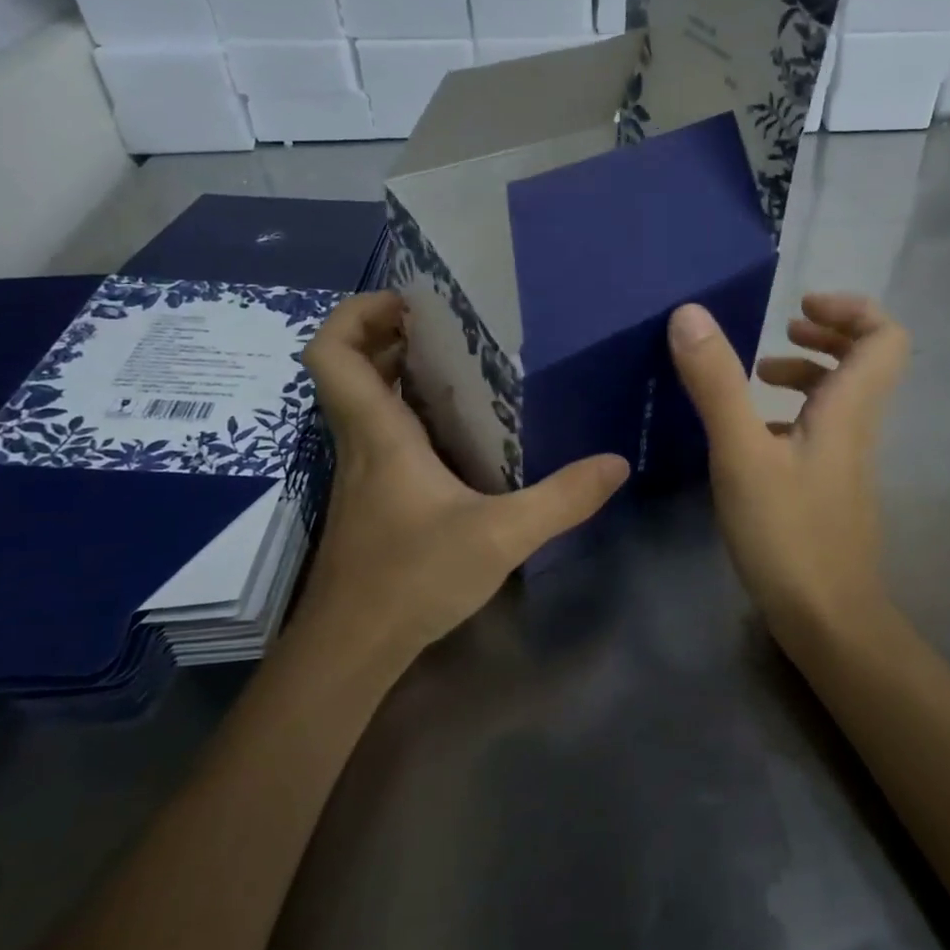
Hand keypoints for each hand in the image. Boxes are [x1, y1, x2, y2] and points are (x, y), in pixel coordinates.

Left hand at [296, 292, 628, 664]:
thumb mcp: (502, 536)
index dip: (355, 314)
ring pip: (363, 402)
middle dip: (385, 334)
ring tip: (460, 364)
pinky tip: (458, 433)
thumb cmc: (412, 578)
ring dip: (397, 373)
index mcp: (379, 433)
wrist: (352, 649)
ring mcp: (360, 473)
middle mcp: (361, 443)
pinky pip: (381, 434)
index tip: (406, 301)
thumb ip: (563, 498)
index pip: (332, 352)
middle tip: (445, 325)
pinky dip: (408, 415)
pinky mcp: (369, 500)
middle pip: (346, 368)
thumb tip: (617, 463)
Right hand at [669, 294, 908, 632]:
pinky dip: (790, 412)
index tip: (798, 307)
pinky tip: (751, 431)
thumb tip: (691, 314)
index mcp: (848, 409)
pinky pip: (819, 429)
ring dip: (805, 372)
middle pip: (867, 360)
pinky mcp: (827, 486)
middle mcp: (855, 427)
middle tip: (783, 328)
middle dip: (827, 333)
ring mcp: (844, 460)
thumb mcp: (741, 454)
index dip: (851, 309)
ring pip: (840, 397)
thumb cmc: (787, 533)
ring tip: (758, 374)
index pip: (885, 337)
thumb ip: (717, 384)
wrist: (827, 619)